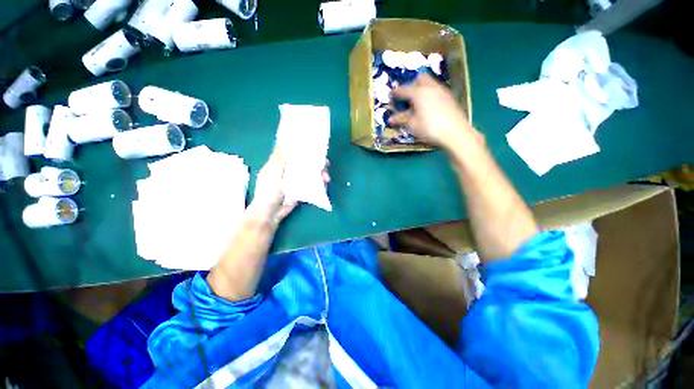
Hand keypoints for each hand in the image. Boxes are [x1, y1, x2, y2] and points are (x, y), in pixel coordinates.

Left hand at [247, 147, 329, 225]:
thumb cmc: (267, 192)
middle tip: (325, 165)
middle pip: (304, 163)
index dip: (301, 149)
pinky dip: (318, 183)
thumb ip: (278, 160)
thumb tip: (284, 144)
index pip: (291, 153)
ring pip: (309, 173)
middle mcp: (288, 171)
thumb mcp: (271, 174)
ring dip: (319, 173)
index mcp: (278, 164)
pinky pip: (311, 183)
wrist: (270, 213)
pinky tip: (324, 183)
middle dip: (316, 162)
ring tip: (326, 178)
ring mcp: (295, 181)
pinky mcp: (300, 190)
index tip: (313, 147)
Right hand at [390, 74, 475, 148]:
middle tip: (407, 96)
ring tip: (417, 102)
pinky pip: (437, 90)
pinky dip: (430, 94)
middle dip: (411, 84)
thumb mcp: (413, 125)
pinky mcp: (450, 97)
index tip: (390, 95)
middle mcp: (431, 87)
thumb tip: (390, 119)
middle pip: (420, 78)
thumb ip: (401, 119)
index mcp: (419, 93)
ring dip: (422, 88)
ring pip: (430, 83)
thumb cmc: (430, 128)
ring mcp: (442, 91)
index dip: (395, 92)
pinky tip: (429, 106)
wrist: (455, 132)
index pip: (403, 90)